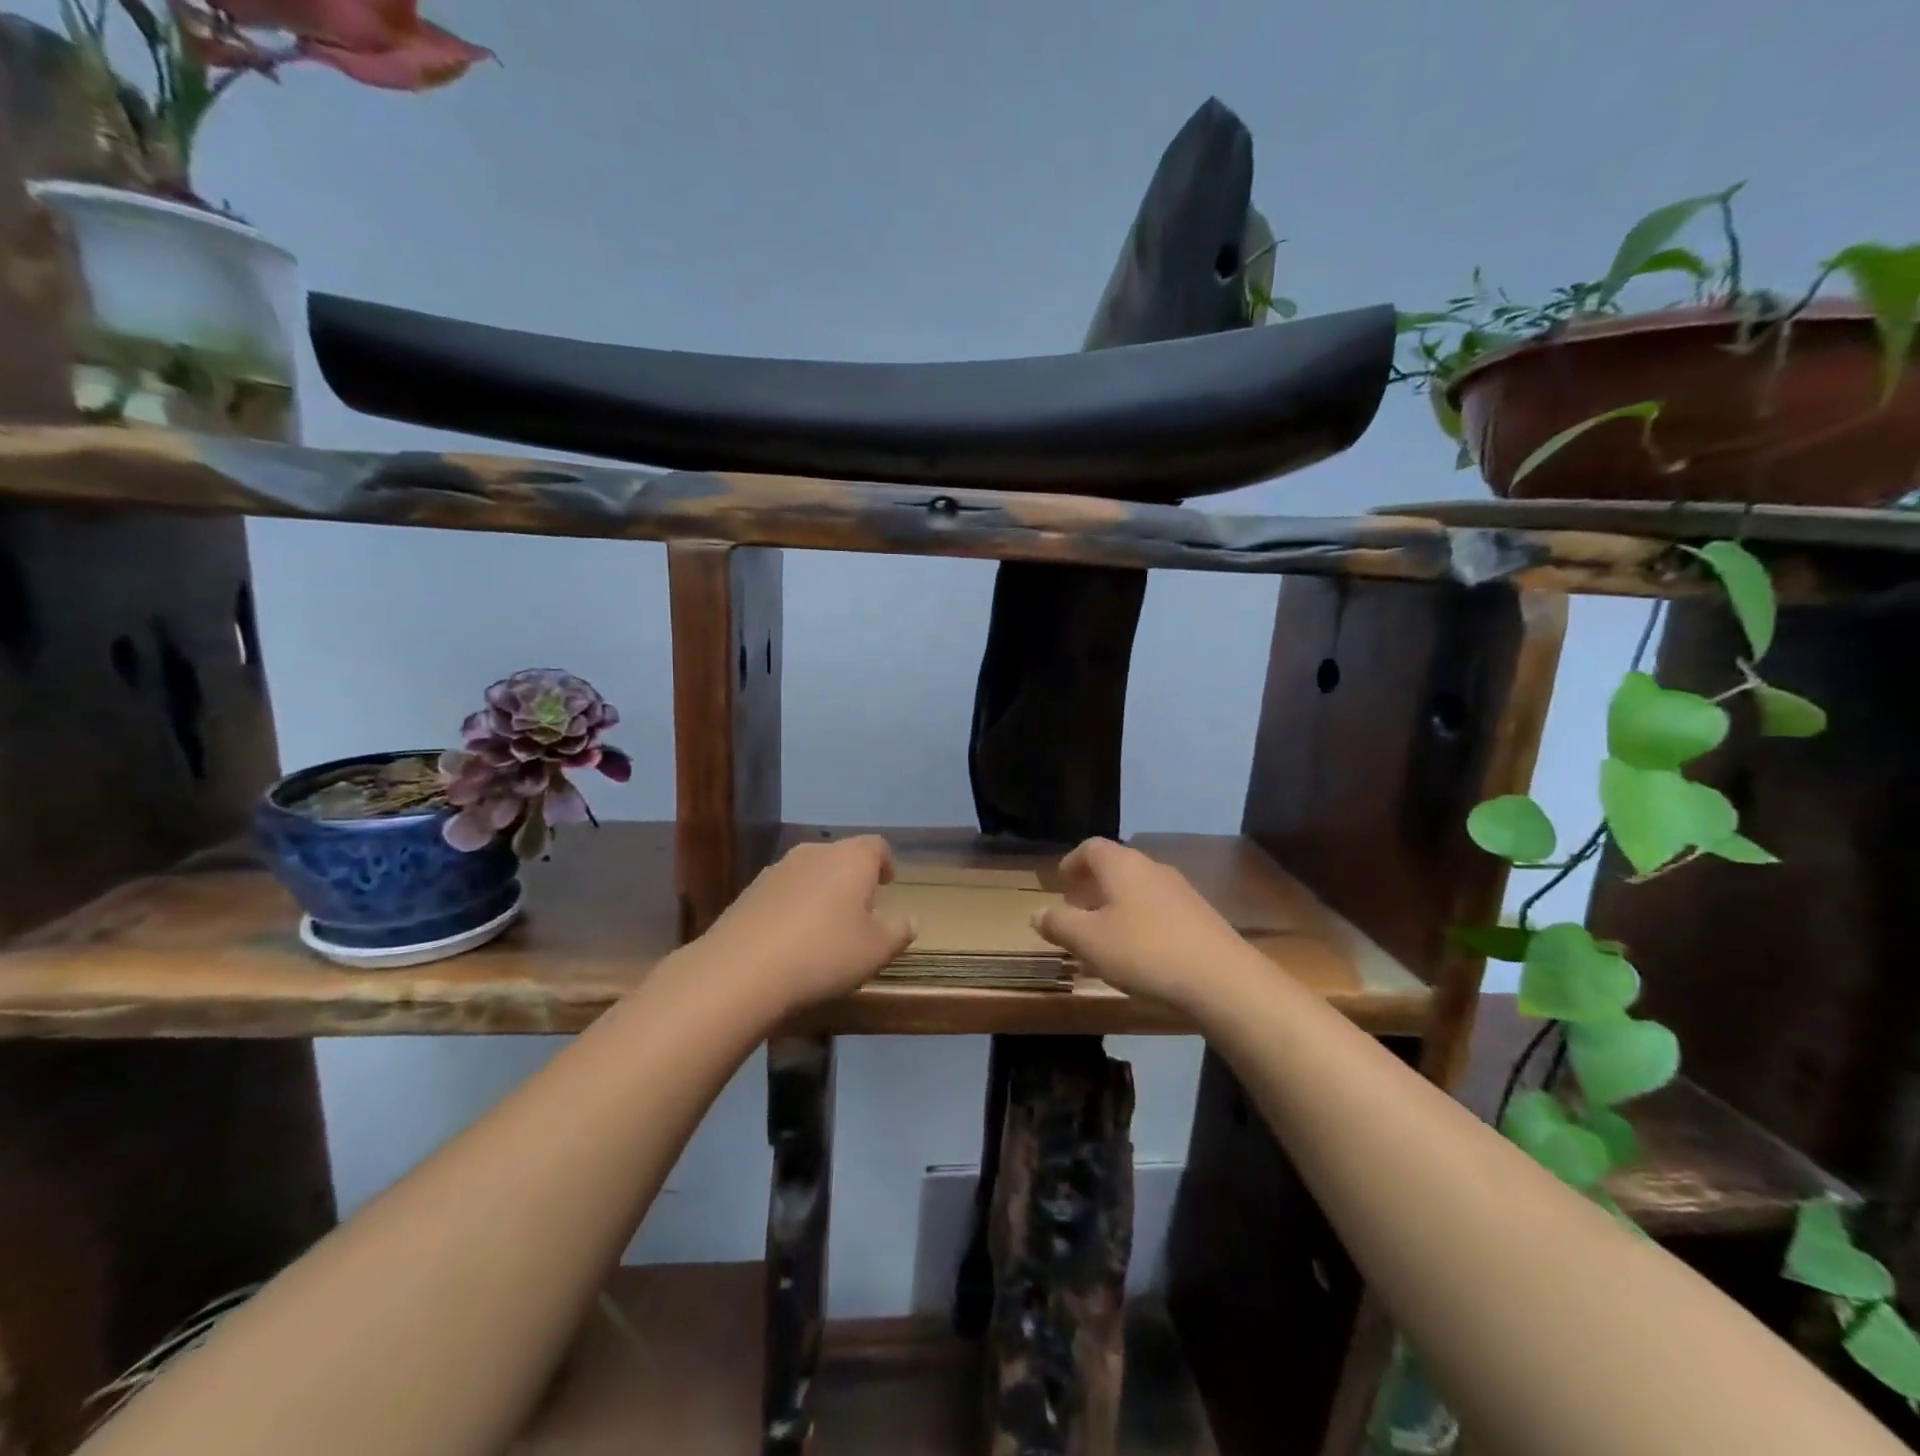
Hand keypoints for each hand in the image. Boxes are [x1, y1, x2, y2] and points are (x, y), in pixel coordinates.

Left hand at [692, 836, 915, 1015]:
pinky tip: (790, 941)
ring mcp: (776, 870)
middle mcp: (814, 853)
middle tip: (859, 910)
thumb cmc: (824, 953)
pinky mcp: (747, 893)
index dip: (885, 863)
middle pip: (840, 856)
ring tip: (824, 928)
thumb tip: (909, 919)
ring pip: (809, 873)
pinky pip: (782, 893)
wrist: (740, 971)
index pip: (876, 846)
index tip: (887, 884)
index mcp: (851, 858)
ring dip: (820, 893)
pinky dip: (792, 908)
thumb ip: (898, 931)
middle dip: (852, 879)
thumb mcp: (876, 950)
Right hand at [1034, 838, 1254, 1008]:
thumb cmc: (1144, 950)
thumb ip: (1059, 924)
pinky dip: (1138, 924)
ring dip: (1114, 909)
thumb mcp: (1088, 940)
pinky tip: (1135, 956)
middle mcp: (1151, 869)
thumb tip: (1037, 912)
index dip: (1072, 862)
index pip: (1091, 848)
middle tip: (1075, 912)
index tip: (1060, 882)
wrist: (1221, 978)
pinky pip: (1157, 912)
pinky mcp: (1199, 918)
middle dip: (1092, 888)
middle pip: (1115, 868)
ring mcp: (1180, 892)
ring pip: (1136, 892)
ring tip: (1101, 939)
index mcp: (1122, 865)